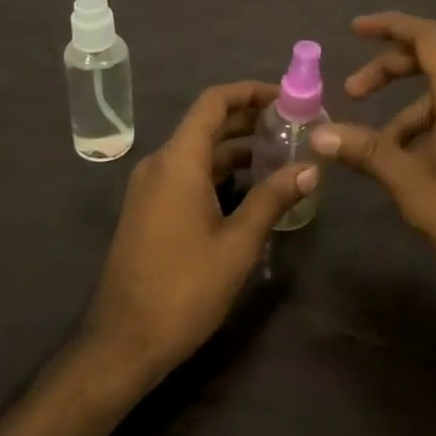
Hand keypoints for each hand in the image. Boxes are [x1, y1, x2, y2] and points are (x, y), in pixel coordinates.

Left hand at [82, 81, 315, 384]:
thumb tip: (312, 168)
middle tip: (294, 126)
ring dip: (237, 148)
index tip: (286, 97)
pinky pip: (188, 173)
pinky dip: (220, 171)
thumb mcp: (238, 243)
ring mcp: (151, 187)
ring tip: (282, 155)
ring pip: (199, 151)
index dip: (250, 92)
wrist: (123, 343)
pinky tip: (252, 188)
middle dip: (250, 120)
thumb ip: (274, 198)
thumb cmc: (184, 288)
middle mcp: (160, 164)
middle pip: (208, 124)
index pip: (214, 102)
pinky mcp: (150, 209)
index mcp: (178, 161)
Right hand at [311, 13, 435, 332]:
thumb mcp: (416, 190)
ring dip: (407, 112)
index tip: (354, 31)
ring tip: (376, 152)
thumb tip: (319, 135)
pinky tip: (411, 165)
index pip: (427, 37)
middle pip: (434, 62)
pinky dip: (431, 127)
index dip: (388, 26)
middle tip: (351, 94)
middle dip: (389, 72)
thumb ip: (369, 154)